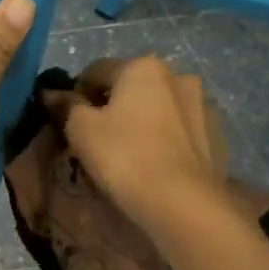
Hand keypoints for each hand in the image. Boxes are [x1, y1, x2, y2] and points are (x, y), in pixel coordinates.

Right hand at [60, 56, 228, 227]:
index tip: (69, 122)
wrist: (182, 202)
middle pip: (132, 87)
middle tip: (98, 141)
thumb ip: (66, 105)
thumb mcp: (81, 131)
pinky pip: (181, 130)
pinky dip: (166, 140)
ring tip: (131, 155)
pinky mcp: (217, 134)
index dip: (76, 94)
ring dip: (142, 122)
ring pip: (159, 108)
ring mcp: (203, 104)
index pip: (96, 71)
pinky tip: (157, 165)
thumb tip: (51, 92)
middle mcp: (177, 75)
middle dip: (113, 107)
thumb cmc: (124, 158)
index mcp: (142, 67)